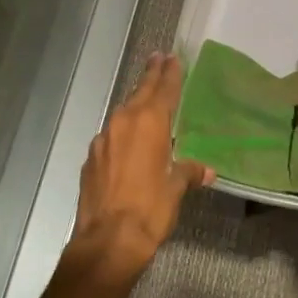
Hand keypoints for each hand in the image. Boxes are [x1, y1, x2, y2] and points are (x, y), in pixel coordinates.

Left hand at [66, 54, 213, 283]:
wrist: (107, 241)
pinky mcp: (91, 157)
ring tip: (145, 99)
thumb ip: (188, 173)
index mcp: (149, 123)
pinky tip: (126, 142)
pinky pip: (110, 135)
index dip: (170, 73)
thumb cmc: (149, 210)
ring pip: (123, 112)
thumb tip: (206, 171)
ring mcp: (103, 138)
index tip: (172, 57)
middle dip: (151, 75)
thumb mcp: (175, 191)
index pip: (164, 89)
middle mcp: (124, 122)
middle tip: (158, 57)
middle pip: (141, 91)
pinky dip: (121, 132)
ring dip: (135, 103)